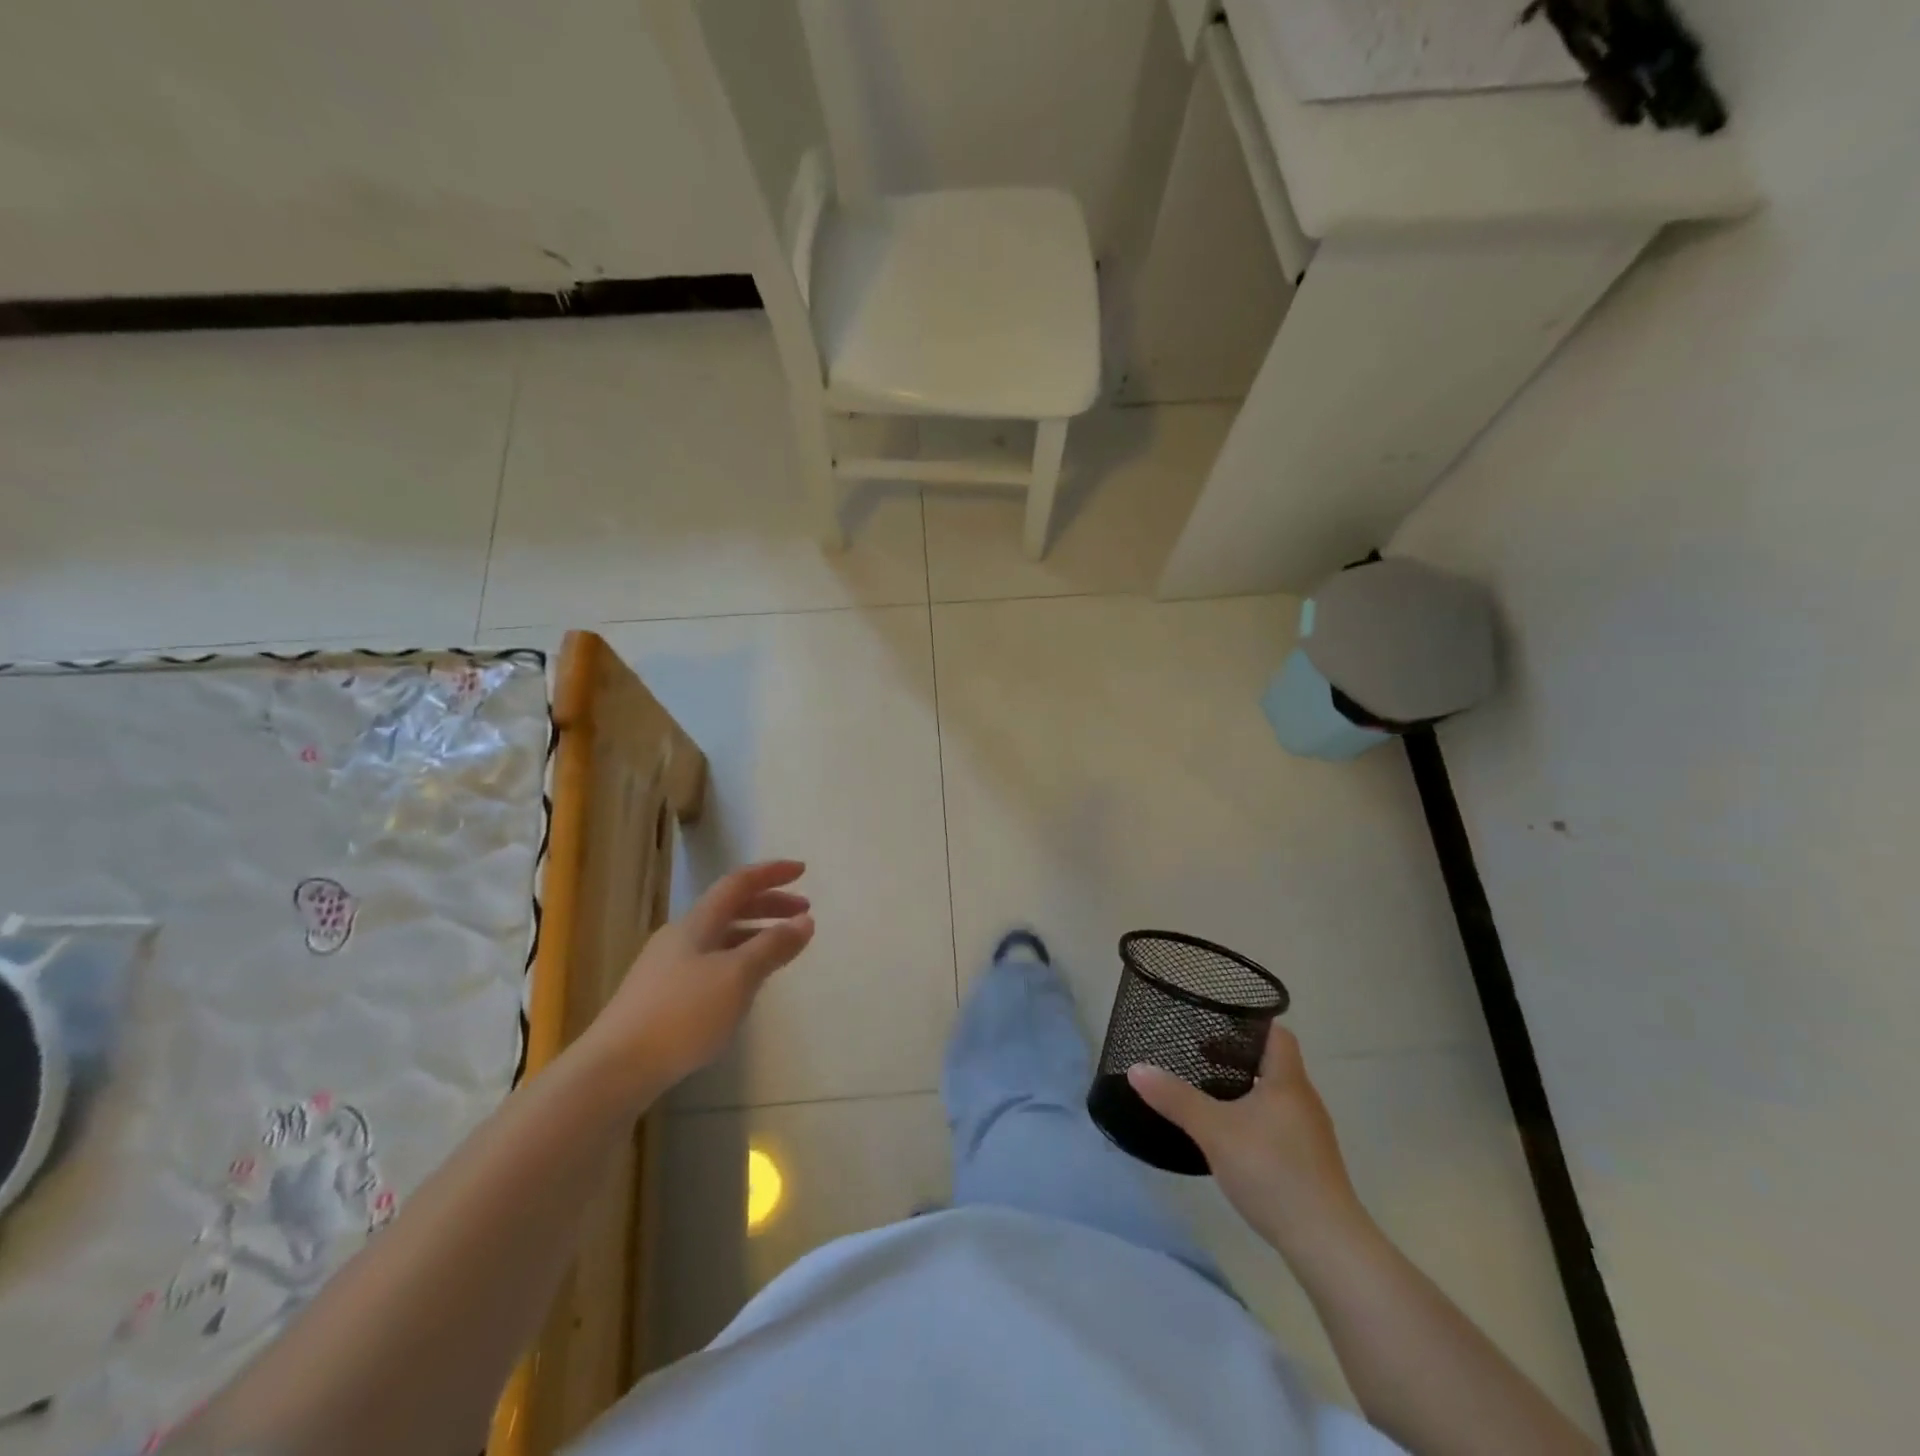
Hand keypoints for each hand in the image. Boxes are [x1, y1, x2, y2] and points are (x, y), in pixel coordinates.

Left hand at [585, 860, 814, 1104]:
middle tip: (803, 913)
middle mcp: (680, 937)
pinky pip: (710, 964)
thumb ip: (772, 947)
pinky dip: (738, 961)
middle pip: (729, 908)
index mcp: (697, 923)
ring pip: (720, 938)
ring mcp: (667, 968)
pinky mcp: (661, 998)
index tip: (803, 870)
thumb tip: (805, 921)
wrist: (614, 1069)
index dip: (771, 873)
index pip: (738, 884)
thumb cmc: (681, 1015)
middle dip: (768, 905)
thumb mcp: (737, 977)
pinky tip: (745, 986)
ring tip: (781, 949)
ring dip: (754, 934)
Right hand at [1128, 1024, 1368, 1262]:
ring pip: (1275, 1096)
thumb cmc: (1272, 1172)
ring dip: (1245, 1090)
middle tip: (1200, 1058)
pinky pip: (1279, 1124)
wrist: (1326, 1244)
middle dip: (1237, 1058)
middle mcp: (1304, 1101)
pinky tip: (1232, 1138)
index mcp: (1288, 1081)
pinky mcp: (1310, 1163)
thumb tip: (1136, 1068)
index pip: (1277, 1034)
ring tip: (1210, 1096)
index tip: (1216, 1025)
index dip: (1249, 1024)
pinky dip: (1255, 1119)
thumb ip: (1175, 1098)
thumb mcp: (1214, 1131)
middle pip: (1274, 1064)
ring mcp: (1311, 1134)